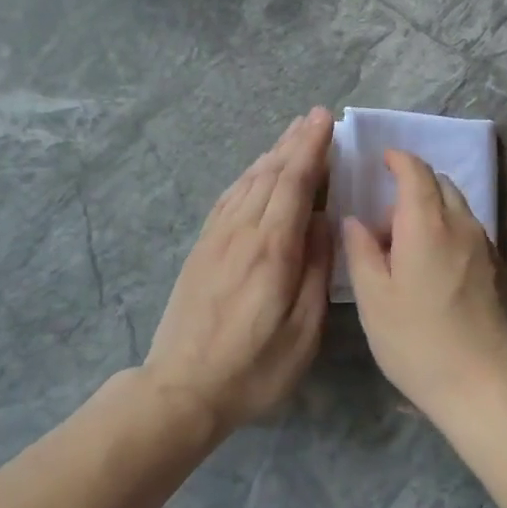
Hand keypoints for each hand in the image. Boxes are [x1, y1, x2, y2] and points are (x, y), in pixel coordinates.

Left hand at [143, 108, 333, 434]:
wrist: (180, 390)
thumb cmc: (254, 368)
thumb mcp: (303, 331)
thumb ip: (316, 271)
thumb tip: (324, 222)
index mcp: (272, 250)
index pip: (294, 183)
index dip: (311, 148)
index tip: (325, 120)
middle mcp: (242, 232)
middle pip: (270, 174)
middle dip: (295, 142)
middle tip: (315, 117)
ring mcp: (217, 237)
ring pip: (248, 181)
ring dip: (272, 153)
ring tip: (292, 134)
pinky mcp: (203, 248)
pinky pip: (229, 198)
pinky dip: (249, 176)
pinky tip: (257, 171)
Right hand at [341, 149, 506, 423]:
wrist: (483, 382)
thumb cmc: (417, 340)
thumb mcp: (373, 299)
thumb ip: (361, 251)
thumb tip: (354, 220)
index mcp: (426, 224)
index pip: (416, 172)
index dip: (398, 160)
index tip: (382, 161)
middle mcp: (460, 224)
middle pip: (439, 185)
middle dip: (411, 189)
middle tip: (384, 225)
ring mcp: (484, 245)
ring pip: (456, 208)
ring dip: (430, 211)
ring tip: (405, 250)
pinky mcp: (496, 267)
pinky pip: (468, 230)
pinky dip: (447, 230)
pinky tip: (432, 268)